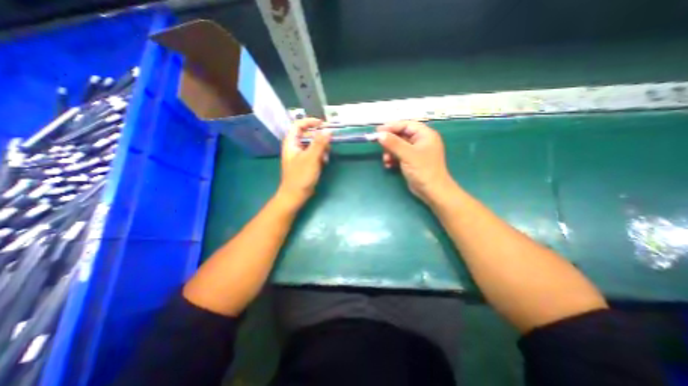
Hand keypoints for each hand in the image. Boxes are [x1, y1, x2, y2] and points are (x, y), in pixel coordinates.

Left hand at [279, 117, 332, 206]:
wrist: (295, 195)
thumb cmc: (301, 176)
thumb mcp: (311, 158)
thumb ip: (319, 143)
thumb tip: (328, 130)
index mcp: (291, 143)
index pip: (298, 125)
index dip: (310, 122)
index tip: (323, 124)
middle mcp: (294, 147)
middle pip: (306, 135)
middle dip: (318, 137)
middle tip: (329, 140)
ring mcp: (299, 156)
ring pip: (311, 145)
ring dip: (320, 148)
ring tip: (326, 155)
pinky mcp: (304, 163)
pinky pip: (313, 154)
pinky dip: (319, 156)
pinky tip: (324, 162)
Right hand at [378, 121, 454, 204]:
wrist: (432, 191)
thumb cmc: (423, 170)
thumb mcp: (407, 155)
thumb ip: (393, 143)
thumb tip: (379, 135)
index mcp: (425, 134)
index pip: (406, 125)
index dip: (392, 126)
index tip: (378, 131)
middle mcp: (421, 141)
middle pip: (401, 135)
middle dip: (390, 141)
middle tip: (378, 145)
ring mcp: (416, 151)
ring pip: (399, 146)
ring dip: (390, 151)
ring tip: (385, 159)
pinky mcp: (412, 161)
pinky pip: (399, 155)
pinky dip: (393, 158)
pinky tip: (388, 164)